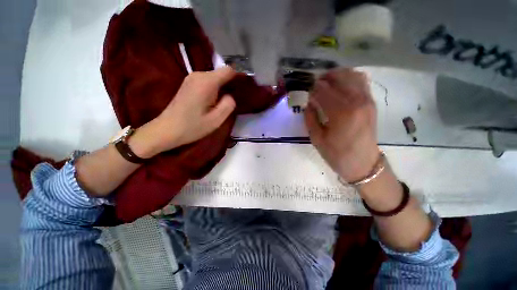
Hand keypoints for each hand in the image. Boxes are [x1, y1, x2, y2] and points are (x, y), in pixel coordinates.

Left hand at [131, 67, 236, 157]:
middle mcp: (198, 75)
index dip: (238, 77)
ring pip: (215, 78)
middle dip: (230, 84)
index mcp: (206, 82)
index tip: (244, 88)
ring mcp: (192, 78)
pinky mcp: (189, 84)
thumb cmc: (192, 127)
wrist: (166, 130)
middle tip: (236, 99)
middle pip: (221, 74)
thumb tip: (230, 96)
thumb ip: (228, 105)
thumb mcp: (216, 120)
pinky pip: (207, 82)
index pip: (228, 70)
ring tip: (225, 102)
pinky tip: (215, 101)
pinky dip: (215, 89)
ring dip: (222, 88)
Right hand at [304, 68, 378, 181]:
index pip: (323, 91)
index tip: (305, 91)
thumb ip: (310, 118)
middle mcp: (357, 101)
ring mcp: (367, 100)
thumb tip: (308, 103)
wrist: (363, 164)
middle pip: (338, 78)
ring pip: (352, 75)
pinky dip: (349, 78)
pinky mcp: (371, 102)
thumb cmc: (337, 154)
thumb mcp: (317, 139)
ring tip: (326, 82)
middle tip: (313, 85)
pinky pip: (361, 82)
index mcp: (341, 113)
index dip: (312, 89)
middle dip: (323, 78)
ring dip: (337, 75)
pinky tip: (340, 85)